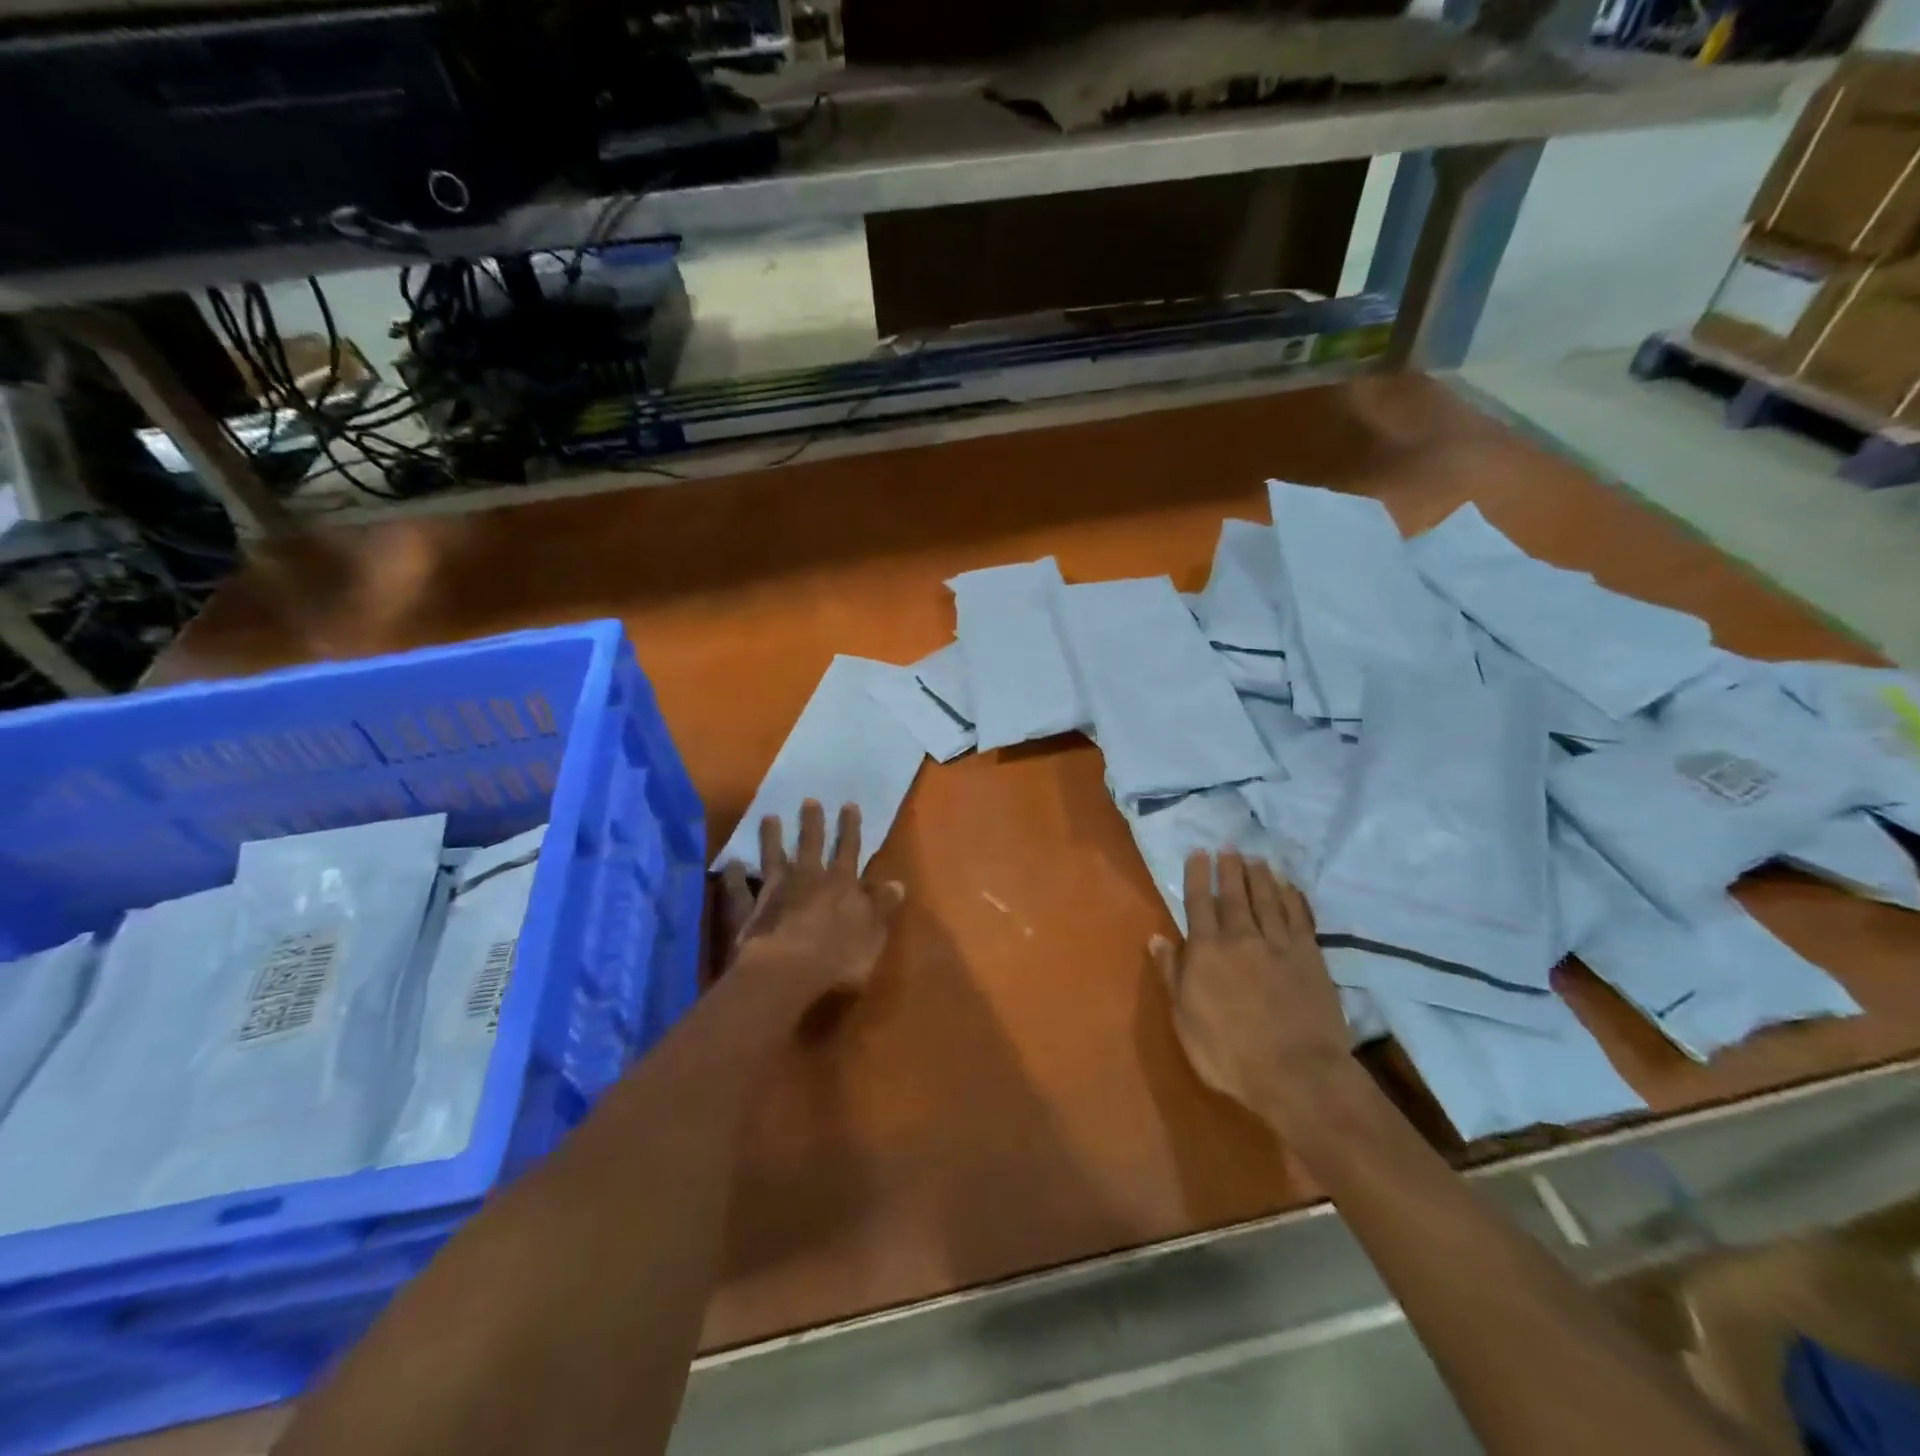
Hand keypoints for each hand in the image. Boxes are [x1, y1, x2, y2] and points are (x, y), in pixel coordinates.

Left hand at [719, 800, 905, 999]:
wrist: (788, 972)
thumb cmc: (839, 956)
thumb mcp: (873, 932)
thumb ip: (882, 906)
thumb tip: (897, 883)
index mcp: (842, 884)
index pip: (849, 850)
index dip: (850, 828)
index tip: (848, 804)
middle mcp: (809, 880)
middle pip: (810, 846)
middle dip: (811, 823)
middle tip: (808, 800)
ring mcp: (776, 893)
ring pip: (774, 859)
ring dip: (772, 839)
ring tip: (769, 817)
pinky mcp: (750, 912)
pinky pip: (738, 891)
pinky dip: (733, 877)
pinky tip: (729, 864)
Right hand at [1150, 852, 1351, 1128]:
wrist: (1296, 1073)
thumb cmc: (1228, 1053)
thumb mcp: (1184, 1019)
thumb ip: (1172, 974)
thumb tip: (1157, 938)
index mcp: (1207, 951)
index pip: (1200, 903)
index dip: (1198, 876)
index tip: (1199, 853)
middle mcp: (1242, 938)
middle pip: (1235, 895)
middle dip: (1230, 869)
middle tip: (1229, 847)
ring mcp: (1279, 945)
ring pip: (1268, 900)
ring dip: (1260, 877)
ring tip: (1256, 859)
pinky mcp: (1310, 957)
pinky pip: (1300, 918)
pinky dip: (1293, 899)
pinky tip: (1289, 888)